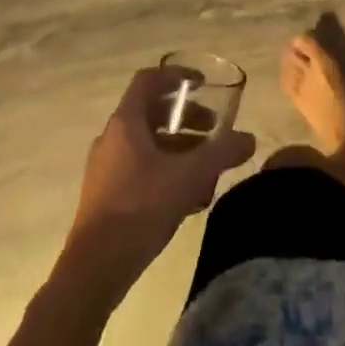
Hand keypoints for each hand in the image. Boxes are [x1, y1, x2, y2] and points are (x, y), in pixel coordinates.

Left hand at [62, 67, 256, 295]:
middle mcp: (112, 138)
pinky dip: (166, 168)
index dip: (177, 76)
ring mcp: (106, 167)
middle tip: (214, 130)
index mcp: (126, 123)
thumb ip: (222, 153)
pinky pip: (140, 167)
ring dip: (179, 146)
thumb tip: (249, 139)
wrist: (95, 269)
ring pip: (148, 142)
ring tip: (206, 166)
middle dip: (186, 117)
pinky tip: (188, 195)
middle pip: (152, 112)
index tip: (203, 84)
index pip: (149, 80)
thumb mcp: (190, 176)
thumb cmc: (140, 207)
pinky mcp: (106, 194)